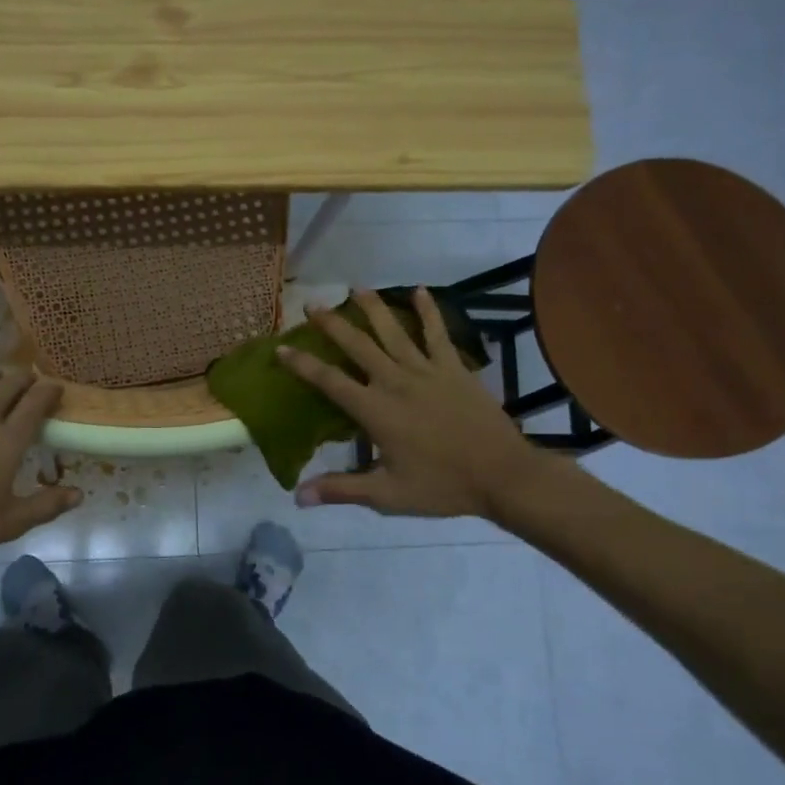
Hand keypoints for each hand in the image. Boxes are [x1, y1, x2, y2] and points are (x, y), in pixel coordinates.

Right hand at [276, 288, 558, 522]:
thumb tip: (298, 497)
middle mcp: (396, 382)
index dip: (302, 364)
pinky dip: (428, 311)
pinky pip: (437, 333)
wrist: (502, 475)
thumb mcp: (387, 495)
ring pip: (393, 332)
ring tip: (355, 287)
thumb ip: (342, 490)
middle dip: (332, 324)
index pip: (330, 381)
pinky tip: (418, 290)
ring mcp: (427, 371)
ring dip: (372, 307)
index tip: (281, 347)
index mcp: (376, 411)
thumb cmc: (442, 485)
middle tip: (312, 304)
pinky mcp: (453, 368)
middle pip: (357, 346)